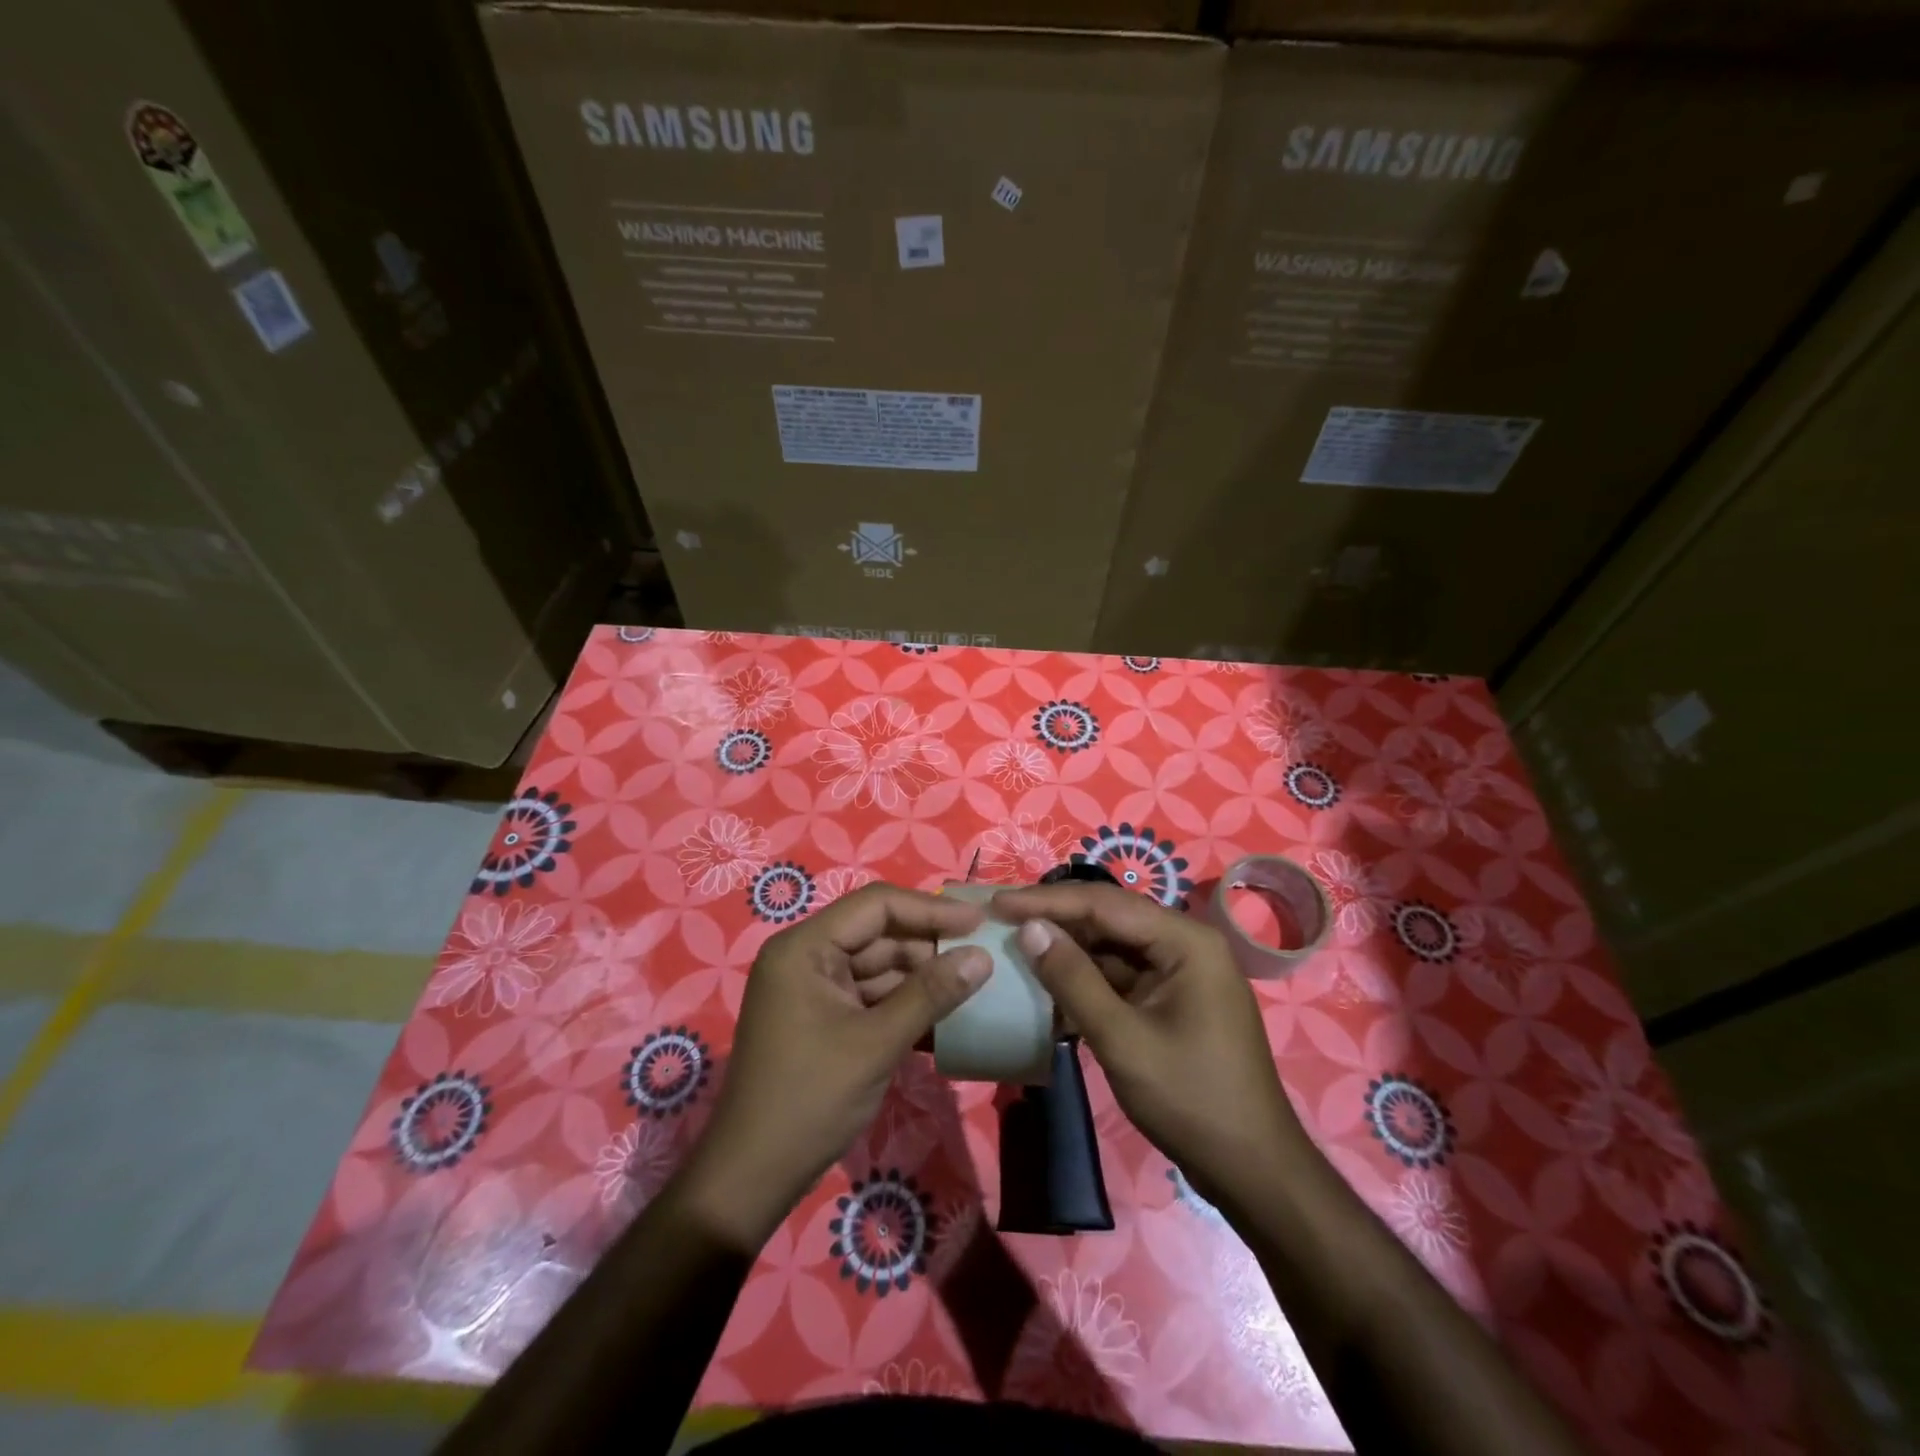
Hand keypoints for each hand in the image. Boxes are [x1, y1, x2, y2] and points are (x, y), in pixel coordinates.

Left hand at [683, 884, 989, 1246]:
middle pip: (879, 934)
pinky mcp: (825, 1018)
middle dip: (930, 945)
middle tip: (984, 955)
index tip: (979, 921)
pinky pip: (872, 996)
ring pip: (880, 966)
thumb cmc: (810, 1100)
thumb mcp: (876, 1044)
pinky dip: (906, 1004)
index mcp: (805, 948)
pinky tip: (948, 1015)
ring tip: (976, 982)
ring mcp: (814, 989)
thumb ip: (930, 995)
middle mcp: (807, 957)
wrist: (752, 1177)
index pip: (876, 906)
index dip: (930, 909)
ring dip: (924, 977)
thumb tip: (982, 958)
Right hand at [991, 882, 1309, 1208]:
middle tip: (999, 919)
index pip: (1104, 903)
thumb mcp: (1123, 1040)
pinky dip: (1085, 981)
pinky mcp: (1170, 1000)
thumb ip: (1074, 980)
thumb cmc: (1192, 1100)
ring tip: (1013, 948)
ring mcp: (1179, 973)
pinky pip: (1120, 977)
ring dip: (1067, 951)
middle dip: (1054, 920)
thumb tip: (1029, 929)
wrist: (1253, 1171)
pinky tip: (1047, 989)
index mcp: (1185, 941)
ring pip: (1111, 947)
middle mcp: (1184, 944)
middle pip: (1108, 918)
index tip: (996, 903)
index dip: (1047, 901)